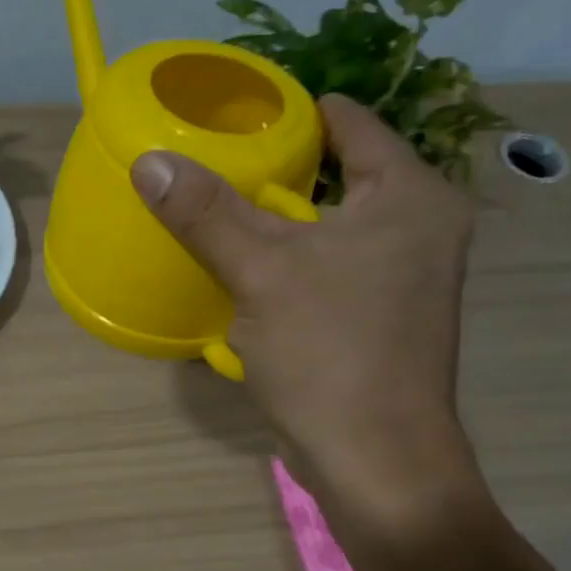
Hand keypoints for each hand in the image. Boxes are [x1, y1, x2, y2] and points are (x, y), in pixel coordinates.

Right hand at [131, 96, 481, 527]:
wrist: (374, 458)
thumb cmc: (329, 352)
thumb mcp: (260, 271)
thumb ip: (206, 212)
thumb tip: (149, 161)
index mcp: (411, 197)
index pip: (352, 124)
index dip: (295, 111)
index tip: (240, 111)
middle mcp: (421, 227)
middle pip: (341, 173)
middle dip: (281, 167)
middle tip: (218, 159)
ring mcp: (406, 276)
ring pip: (333, 224)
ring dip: (282, 218)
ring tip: (222, 206)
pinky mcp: (385, 316)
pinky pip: (332, 265)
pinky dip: (293, 260)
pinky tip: (249, 268)